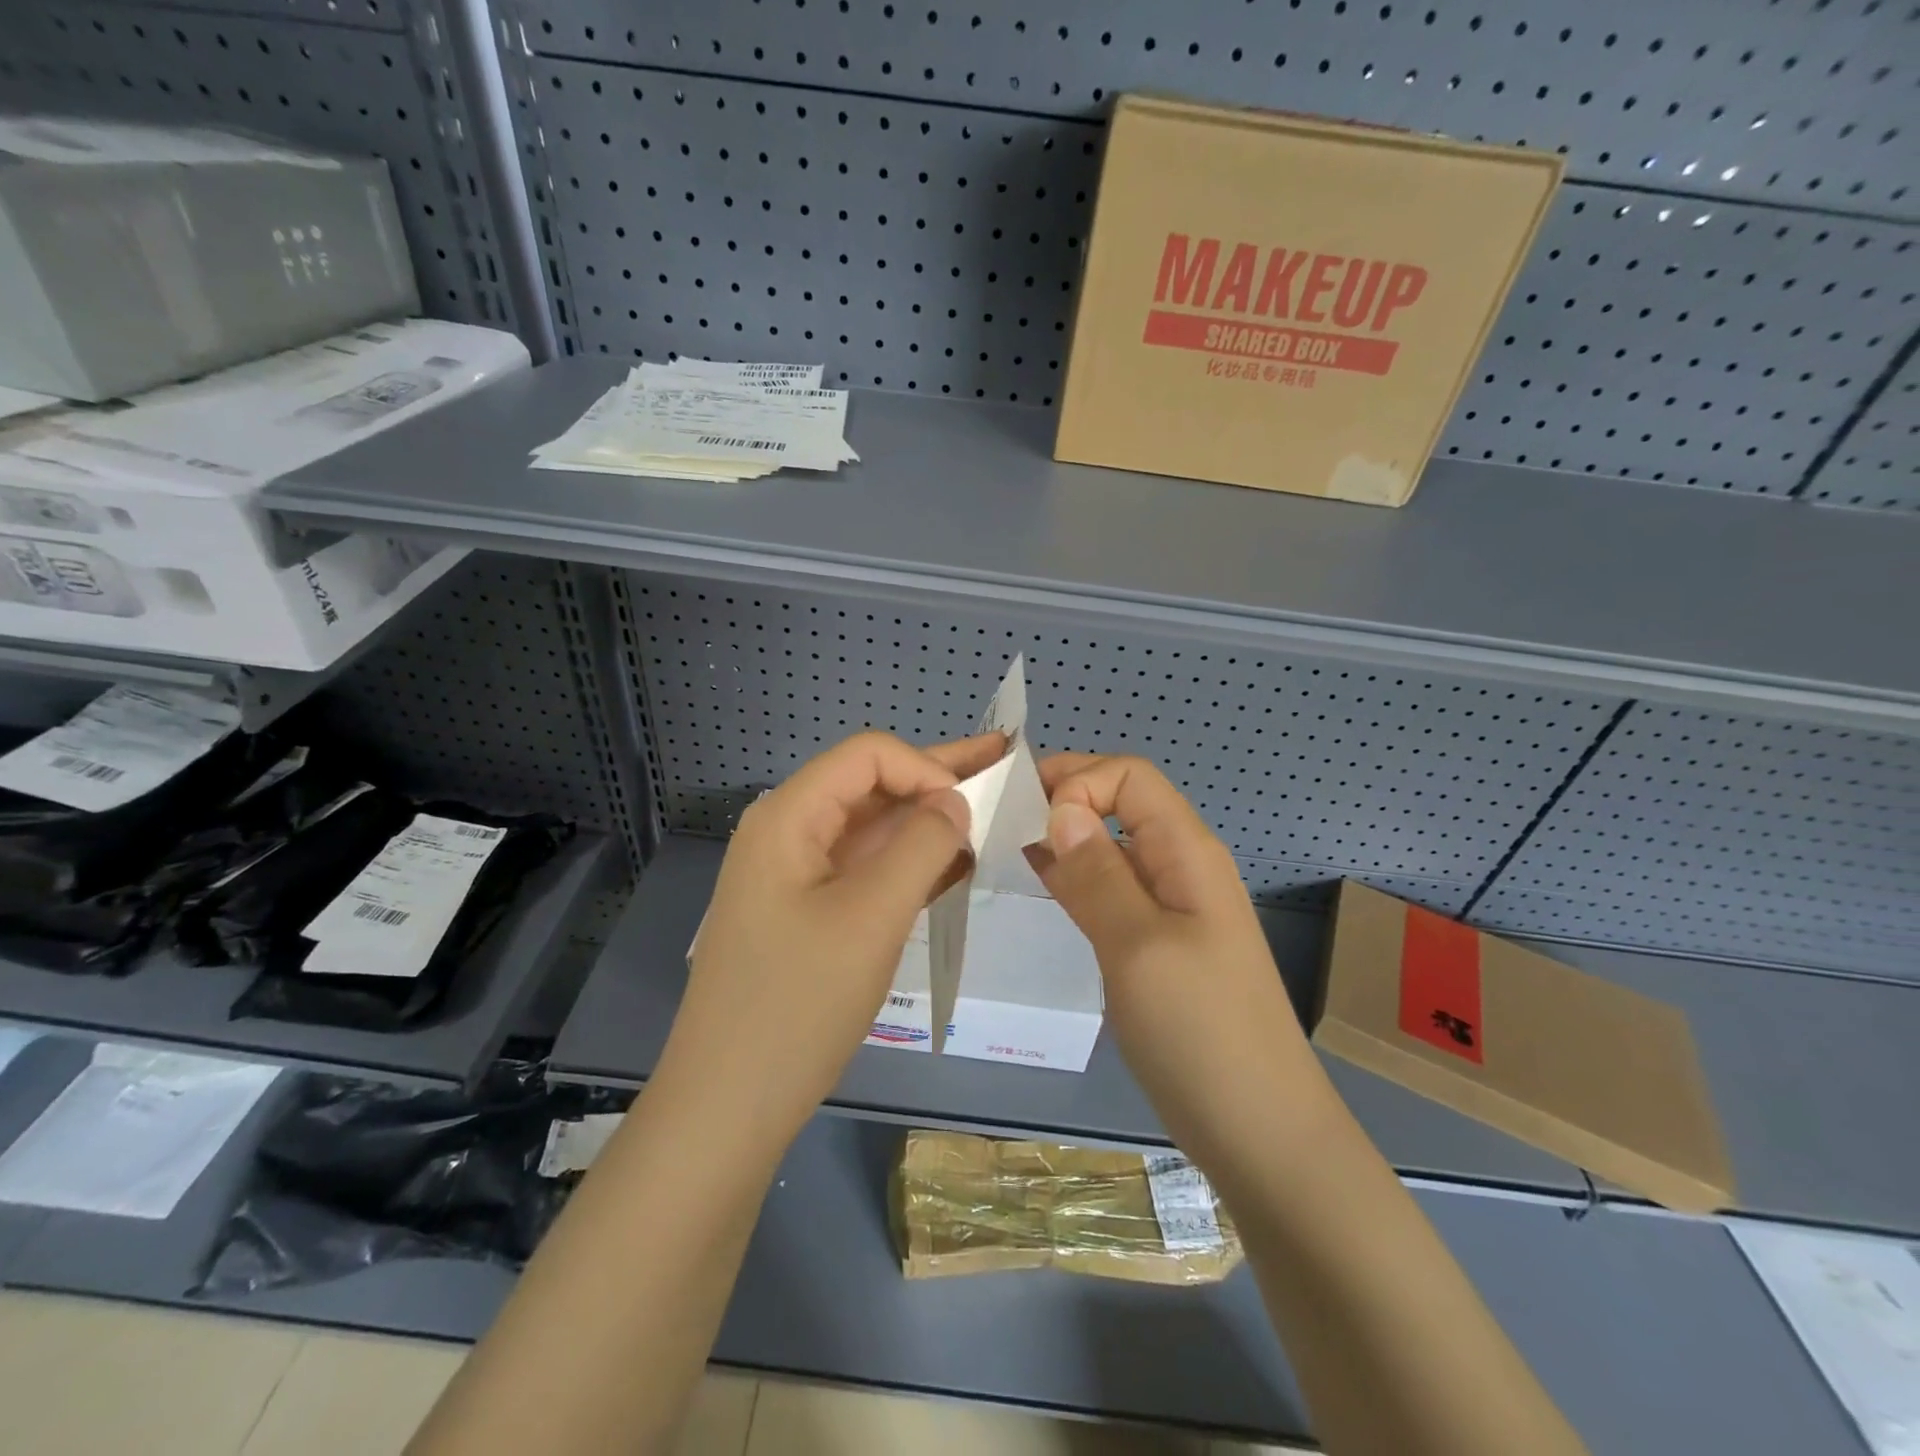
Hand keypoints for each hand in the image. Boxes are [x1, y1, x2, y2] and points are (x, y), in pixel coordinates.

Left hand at [654, 731, 1005, 1156]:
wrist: (729, 1106)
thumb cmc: (798, 1004)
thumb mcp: (871, 917)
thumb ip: (921, 847)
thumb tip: (955, 802)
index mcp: (788, 816)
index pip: (868, 756)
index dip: (925, 767)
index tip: (970, 809)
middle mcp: (789, 832)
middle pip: (871, 786)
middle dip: (937, 778)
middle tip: (1003, 766)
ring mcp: (797, 875)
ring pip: (873, 829)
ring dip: (928, 822)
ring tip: (990, 815)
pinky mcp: (809, 912)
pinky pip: (866, 870)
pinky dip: (910, 863)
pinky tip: (956, 865)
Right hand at [1029, 754, 1332, 1167]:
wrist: (1261, 1134)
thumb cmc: (1201, 1034)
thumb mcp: (1139, 946)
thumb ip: (1097, 873)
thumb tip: (1061, 807)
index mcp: (1187, 852)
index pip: (1129, 776)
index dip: (1079, 781)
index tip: (1031, 820)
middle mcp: (1181, 867)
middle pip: (1120, 804)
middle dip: (1064, 801)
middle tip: (1001, 825)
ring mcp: (1171, 908)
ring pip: (1111, 848)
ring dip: (1064, 839)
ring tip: (1007, 847)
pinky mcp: (1157, 944)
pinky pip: (1112, 890)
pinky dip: (1074, 877)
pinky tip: (1040, 883)